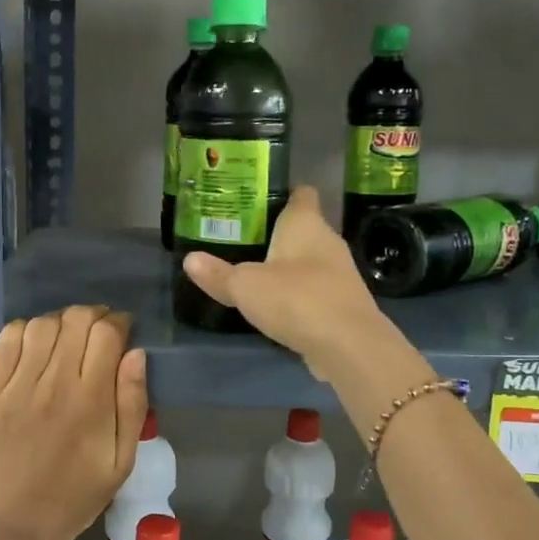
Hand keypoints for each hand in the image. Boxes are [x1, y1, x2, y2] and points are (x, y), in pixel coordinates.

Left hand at [0, 305, 147, 539]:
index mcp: (91, 400)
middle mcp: (54, 383)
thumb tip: (136, 354)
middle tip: (96, 331)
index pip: (107, 333)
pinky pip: (6, 341)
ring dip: (60, 321)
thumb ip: (132, 404)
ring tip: (65, 337)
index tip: (122, 330)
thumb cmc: (76, 496)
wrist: (15, 526)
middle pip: (75, 320)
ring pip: (42, 325)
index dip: (118, 322)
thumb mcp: (121, 460)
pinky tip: (33, 345)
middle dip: (93, 316)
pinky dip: (24, 331)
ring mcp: (17, 385)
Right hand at [181, 186, 388, 377]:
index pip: (301, 193)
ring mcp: (340, 273)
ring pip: (310, 260)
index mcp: (306, 223)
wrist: (349, 345)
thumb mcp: (245, 286)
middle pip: (303, 228)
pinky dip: (299, 294)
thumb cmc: (296, 299)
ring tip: (256, 272)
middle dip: (277, 233)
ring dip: (288, 266)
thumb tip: (190, 259)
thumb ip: (218, 274)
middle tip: (242, 239)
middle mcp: (328, 241)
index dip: (282, 193)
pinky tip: (278, 306)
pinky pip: (316, 290)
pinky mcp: (343, 304)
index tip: (256, 201)